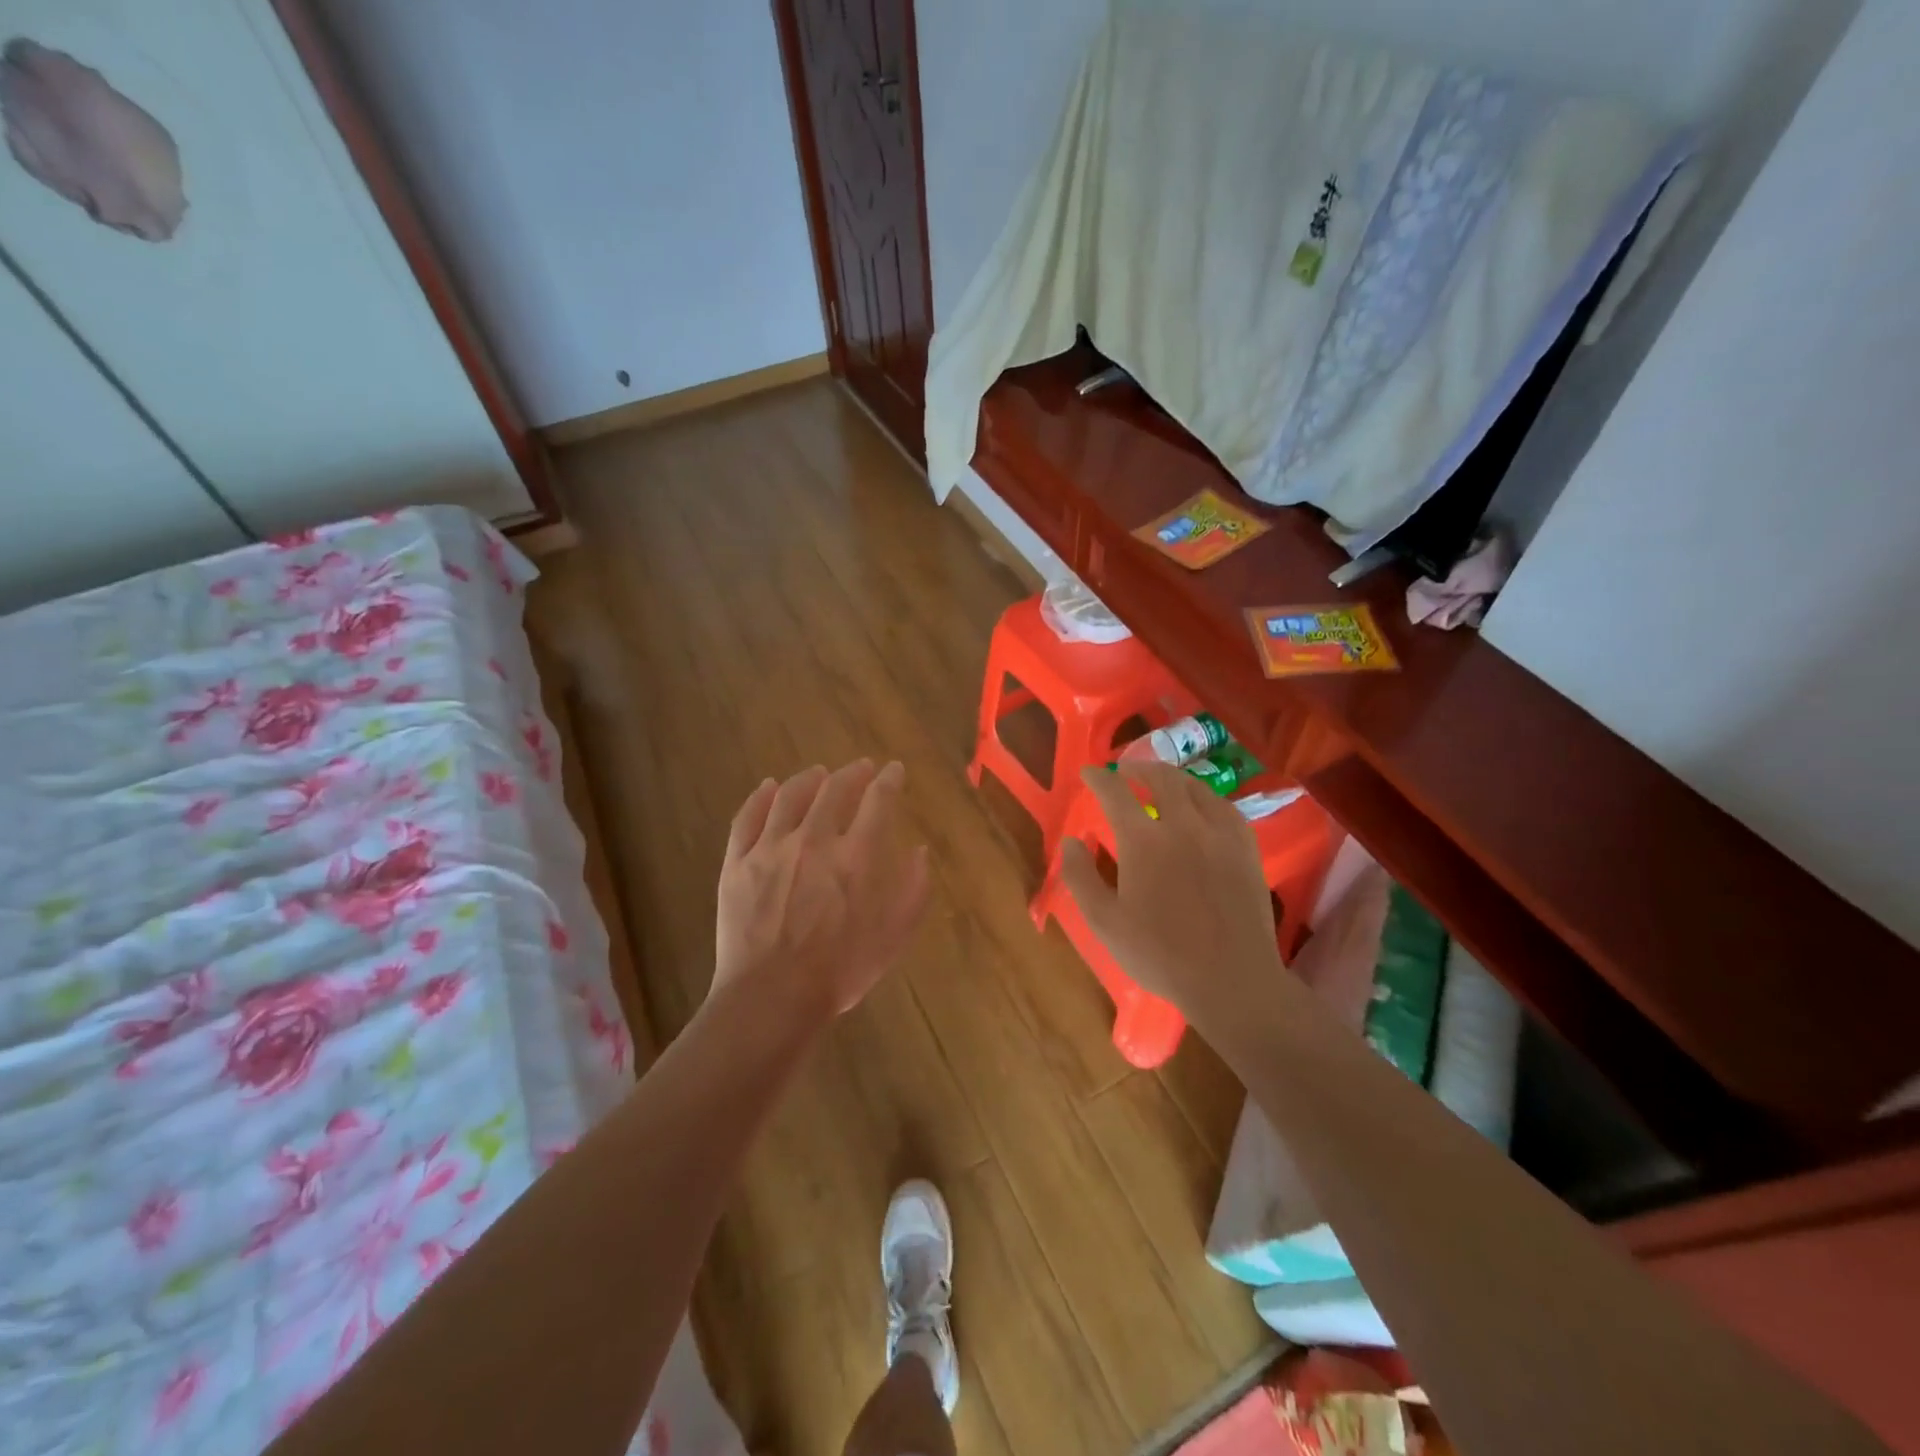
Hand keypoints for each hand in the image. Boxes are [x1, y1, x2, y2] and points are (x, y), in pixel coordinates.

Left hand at [713, 759, 931, 1023]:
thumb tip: (919, 851)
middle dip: (852, 773)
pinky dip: (761, 797)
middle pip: (835, 789)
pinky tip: (769, 787)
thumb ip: (912, 890)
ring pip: (790, 796)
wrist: (772, 997)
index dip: (889, 780)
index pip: (878, 800)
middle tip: (860, 768)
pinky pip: (748, 817)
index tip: (894, 770)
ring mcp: (770, 848)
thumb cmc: (841, 971)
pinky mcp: (737, 863)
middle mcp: (815, 840)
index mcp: (857, 856)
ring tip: (818, 773)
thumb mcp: (893, 937)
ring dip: (809, 779)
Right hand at [1059, 762, 1284, 1025]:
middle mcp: (1183, 825)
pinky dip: (1205, 798)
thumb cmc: (1160, 955)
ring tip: (1161, 782)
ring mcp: (1220, 834)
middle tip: (1125, 771)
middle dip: (1138, 767)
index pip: (1115, 792)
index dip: (1098, 778)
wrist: (1231, 980)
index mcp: (1144, 840)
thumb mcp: (1105, 922)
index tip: (1088, 773)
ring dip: (1172, 778)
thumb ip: (1081, 876)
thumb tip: (1070, 841)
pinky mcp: (1246, 849)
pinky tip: (1202, 807)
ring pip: (1195, 787)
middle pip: (1160, 778)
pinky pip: (1225, 807)